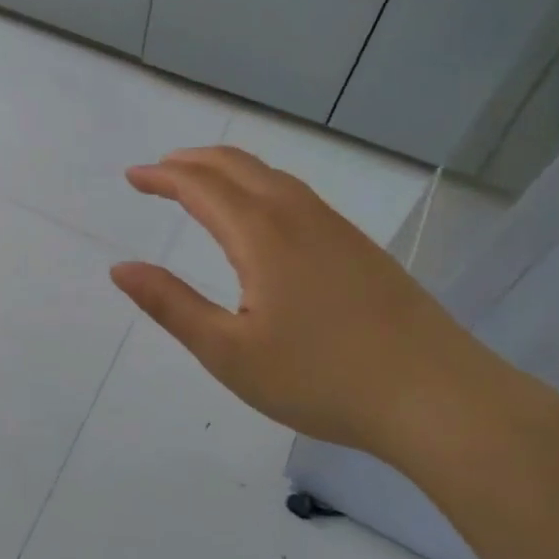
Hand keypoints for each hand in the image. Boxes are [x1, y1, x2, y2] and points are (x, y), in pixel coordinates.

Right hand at [109, 146, 501, 465]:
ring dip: (227, 168)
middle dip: (191, 161)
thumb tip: (120, 269)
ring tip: (201, 182)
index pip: (199, 185)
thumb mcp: (229, 353)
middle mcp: (296, 214)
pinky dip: (259, 183)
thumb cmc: (322, 378)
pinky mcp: (358, 245)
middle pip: (236, 165)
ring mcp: (333, 226)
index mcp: (261, 233)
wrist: (438, 397)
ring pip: (270, 175)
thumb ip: (171, 305)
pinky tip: (261, 212)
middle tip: (159, 171)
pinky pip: (295, 192)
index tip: (132, 177)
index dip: (161, 176)